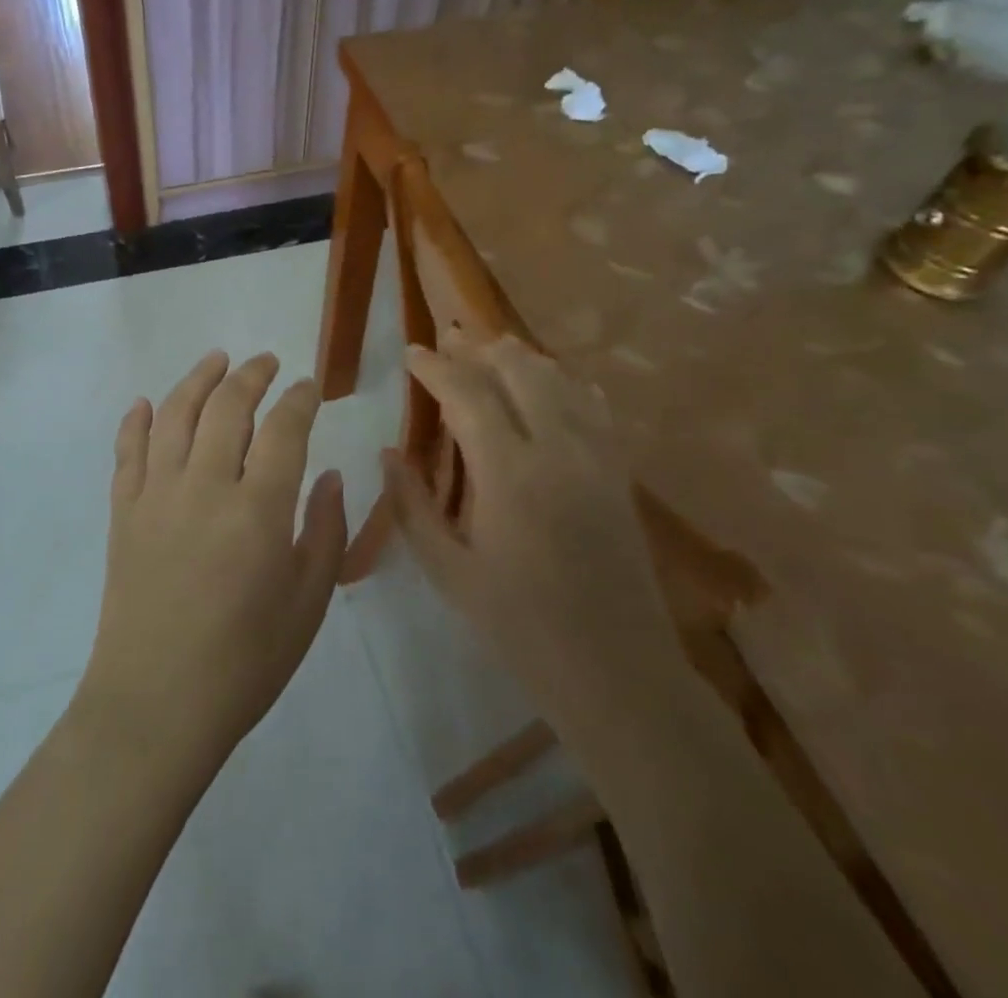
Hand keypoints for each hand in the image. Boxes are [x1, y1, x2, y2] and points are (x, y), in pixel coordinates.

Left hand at [77, 351, 345, 773]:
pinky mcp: (123, 512)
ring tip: (216, 359)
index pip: (284, 429)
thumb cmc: (245, 663)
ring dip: (197, 379)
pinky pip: (127, 451)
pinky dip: (137, 421)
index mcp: (258, 510)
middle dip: (251, 375)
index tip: (308, 387)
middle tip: (266, 362)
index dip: (299, 399)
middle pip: (228, 407)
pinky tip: (146, 404)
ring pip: (175, 414)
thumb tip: (331, 475)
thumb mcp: (308, 603)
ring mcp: (156, 495)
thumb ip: (326, 531)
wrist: (155, 706)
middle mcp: (205, 486)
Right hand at [383, 332, 680, 742]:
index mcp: (508, 472)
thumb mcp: (449, 571)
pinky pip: (594, 405)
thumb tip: (388, 453)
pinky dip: (567, 382)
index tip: (411, 351)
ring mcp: (596, 456)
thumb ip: (413, 506)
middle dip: (478, 347)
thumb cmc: (519, 624)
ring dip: (520, 357)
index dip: (435, 366)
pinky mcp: (619, 471)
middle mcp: (556, 448)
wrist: (615, 668)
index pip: (467, 393)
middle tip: (449, 338)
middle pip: (516, 370)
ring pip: (558, 379)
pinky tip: (554, 380)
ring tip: (491, 348)